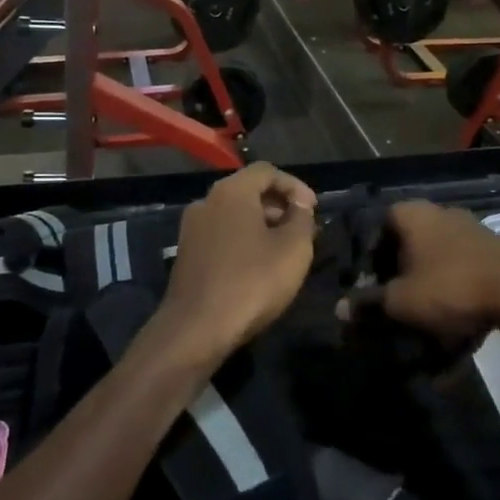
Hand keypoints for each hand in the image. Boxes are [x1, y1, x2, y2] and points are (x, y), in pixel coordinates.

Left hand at [151, 164, 317, 370]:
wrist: (197, 328)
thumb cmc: (252, 282)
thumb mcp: (294, 249)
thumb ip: (302, 218)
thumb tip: (299, 205)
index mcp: (231, 192)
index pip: (267, 171)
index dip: (295, 185)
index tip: (313, 208)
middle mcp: (206, 202)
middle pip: (248, 190)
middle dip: (279, 205)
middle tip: (303, 229)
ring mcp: (192, 228)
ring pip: (234, 214)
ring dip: (262, 224)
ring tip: (284, 249)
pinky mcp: (186, 254)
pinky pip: (221, 234)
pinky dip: (243, 239)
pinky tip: (258, 265)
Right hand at [338, 202, 499, 348]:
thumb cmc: (451, 287)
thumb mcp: (400, 302)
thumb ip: (367, 304)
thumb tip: (339, 309)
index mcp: (410, 214)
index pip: (373, 231)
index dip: (364, 264)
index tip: (363, 294)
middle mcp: (438, 215)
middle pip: (404, 250)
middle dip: (395, 284)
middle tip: (388, 314)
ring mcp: (468, 234)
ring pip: (433, 268)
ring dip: (424, 299)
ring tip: (418, 334)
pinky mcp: (491, 256)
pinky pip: (459, 281)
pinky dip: (451, 306)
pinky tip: (449, 343)